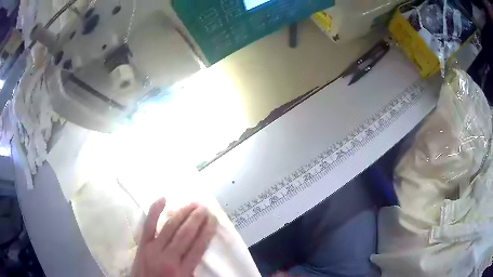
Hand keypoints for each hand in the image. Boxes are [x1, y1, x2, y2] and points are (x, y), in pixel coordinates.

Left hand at [131, 198, 217, 276]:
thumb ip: (194, 270)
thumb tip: (203, 251)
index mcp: (182, 270)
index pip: (198, 247)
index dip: (207, 231)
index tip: (213, 220)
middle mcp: (168, 257)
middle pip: (185, 234)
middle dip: (196, 219)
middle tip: (204, 208)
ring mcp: (153, 248)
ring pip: (170, 227)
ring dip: (182, 213)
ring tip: (192, 204)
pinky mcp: (142, 244)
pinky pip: (148, 225)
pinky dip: (155, 211)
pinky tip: (163, 199)